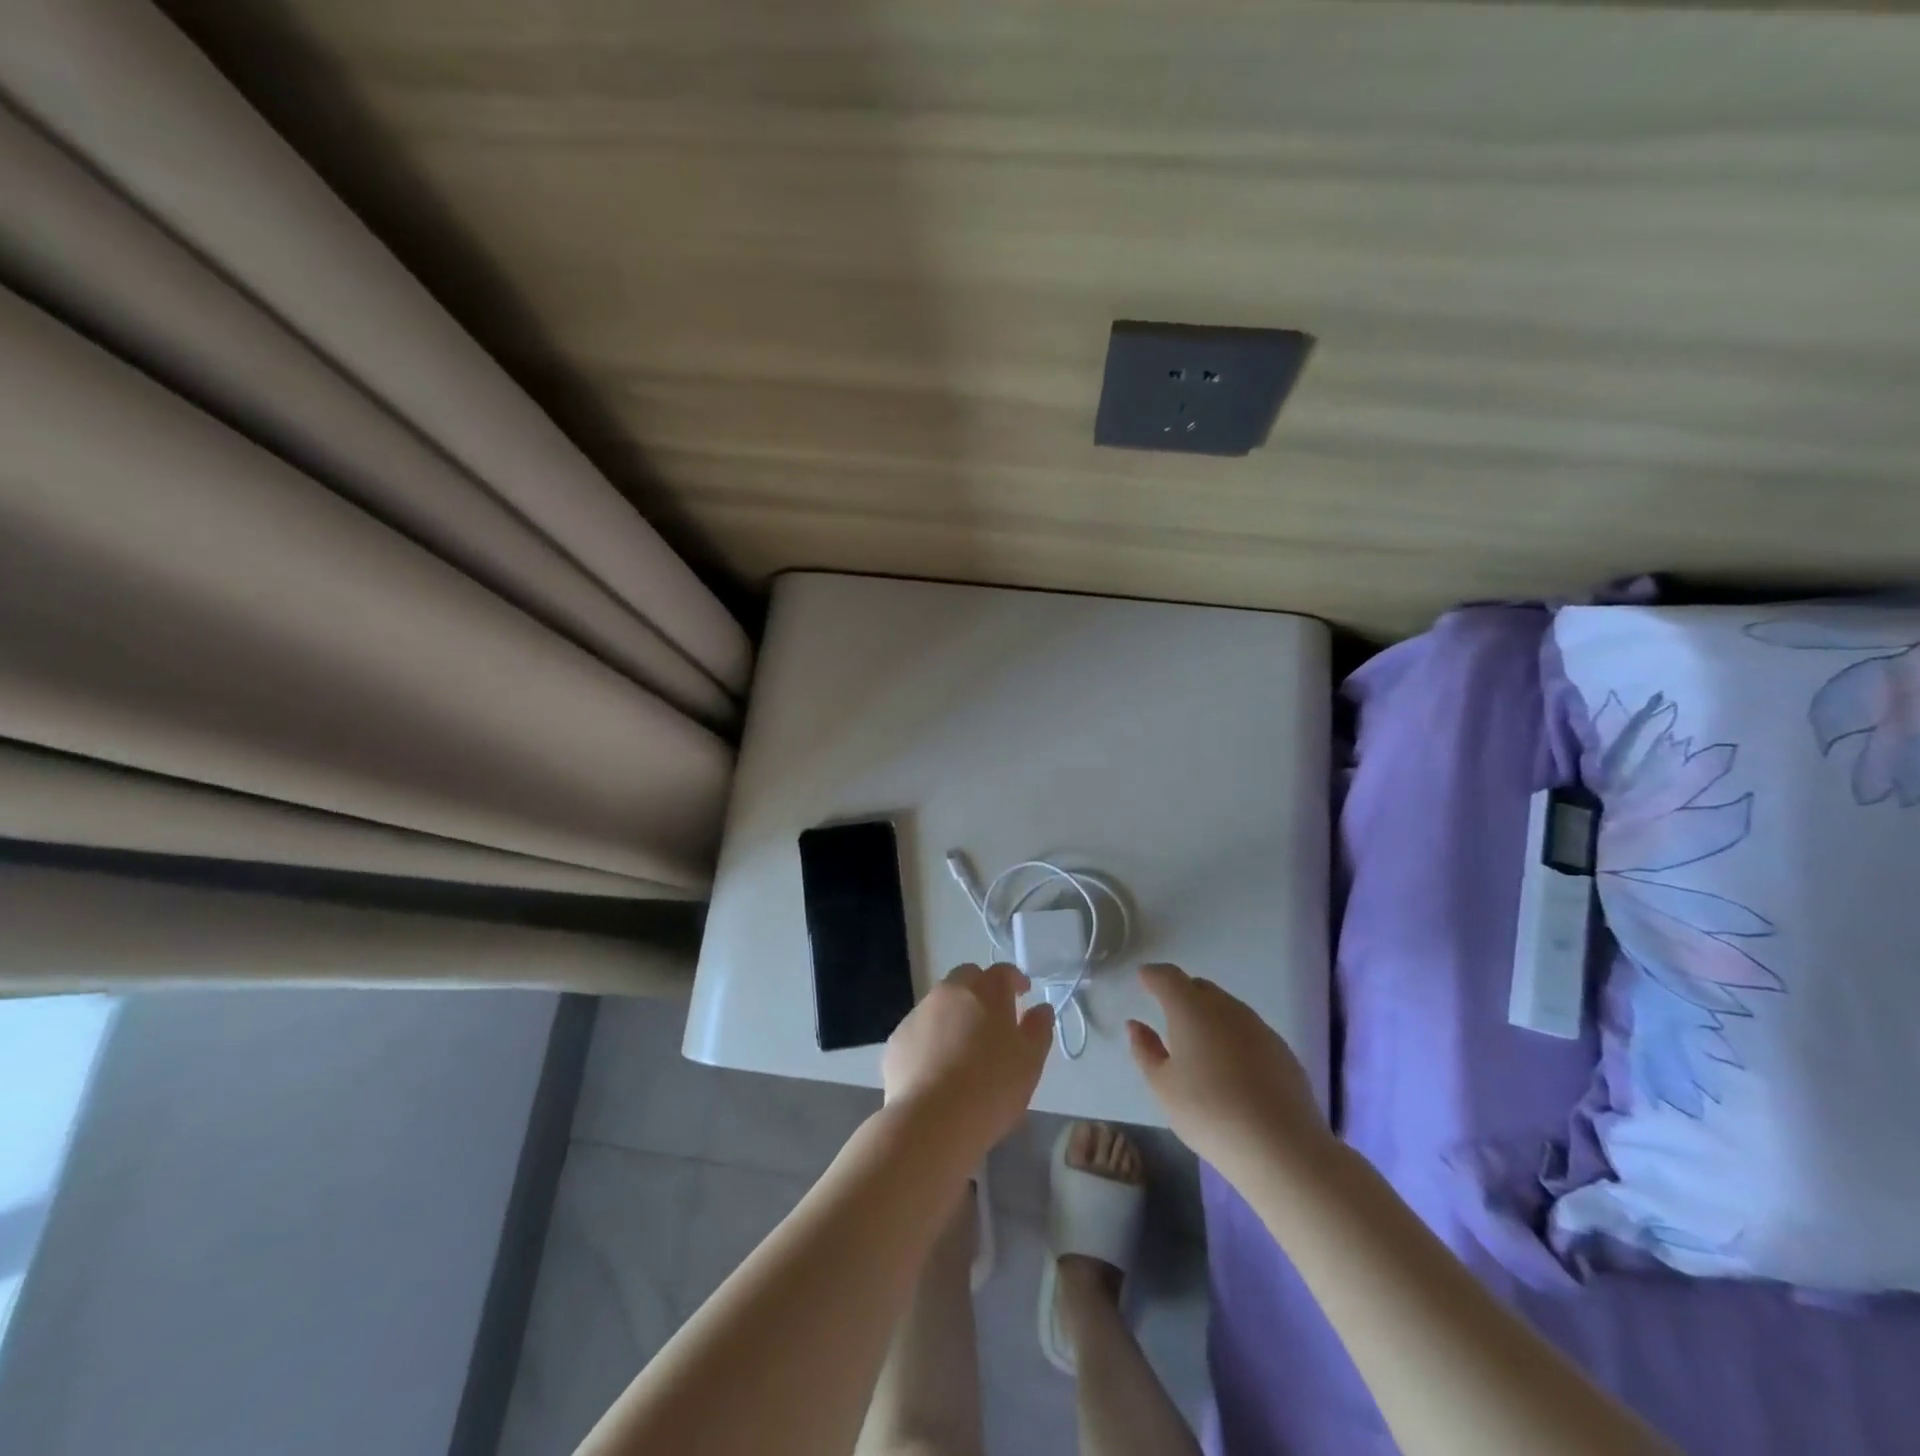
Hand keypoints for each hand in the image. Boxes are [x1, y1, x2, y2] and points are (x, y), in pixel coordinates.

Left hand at [882, 962, 1054, 1154]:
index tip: (1022, 993)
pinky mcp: (898, 1040)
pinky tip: (937, 1068)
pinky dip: (931, 1038)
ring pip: (940, 1003)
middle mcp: (949, 993)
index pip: (1002, 972)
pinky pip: (920, 1030)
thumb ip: (1038, 1029)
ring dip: (954, 1014)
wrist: (930, 1122)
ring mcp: (919, 1014)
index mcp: (985, 992)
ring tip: (964, 1047)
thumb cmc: (990, 1089)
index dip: (1014, 979)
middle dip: (981, 989)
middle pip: (967, 978)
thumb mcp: (1030, 1062)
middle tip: (993, 1017)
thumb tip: (1040, 1008)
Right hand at [1127, 963, 1331, 1176]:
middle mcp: (1225, 1007)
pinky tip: (1232, 1069)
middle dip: (1182, 994)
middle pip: (1199, 988)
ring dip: (1209, 1016)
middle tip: (1170, 1017)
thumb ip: (1145, 1050)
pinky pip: (1248, 1030)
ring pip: (1226, 1008)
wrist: (1281, 1146)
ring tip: (1201, 1047)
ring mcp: (1258, 1026)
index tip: (1143, 979)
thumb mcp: (1163, 1086)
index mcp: (1190, 1008)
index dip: (1153, 975)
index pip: (1168, 976)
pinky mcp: (1281, 1049)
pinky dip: (1233, 1038)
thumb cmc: (1209, 1113)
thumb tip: (1136, 1024)